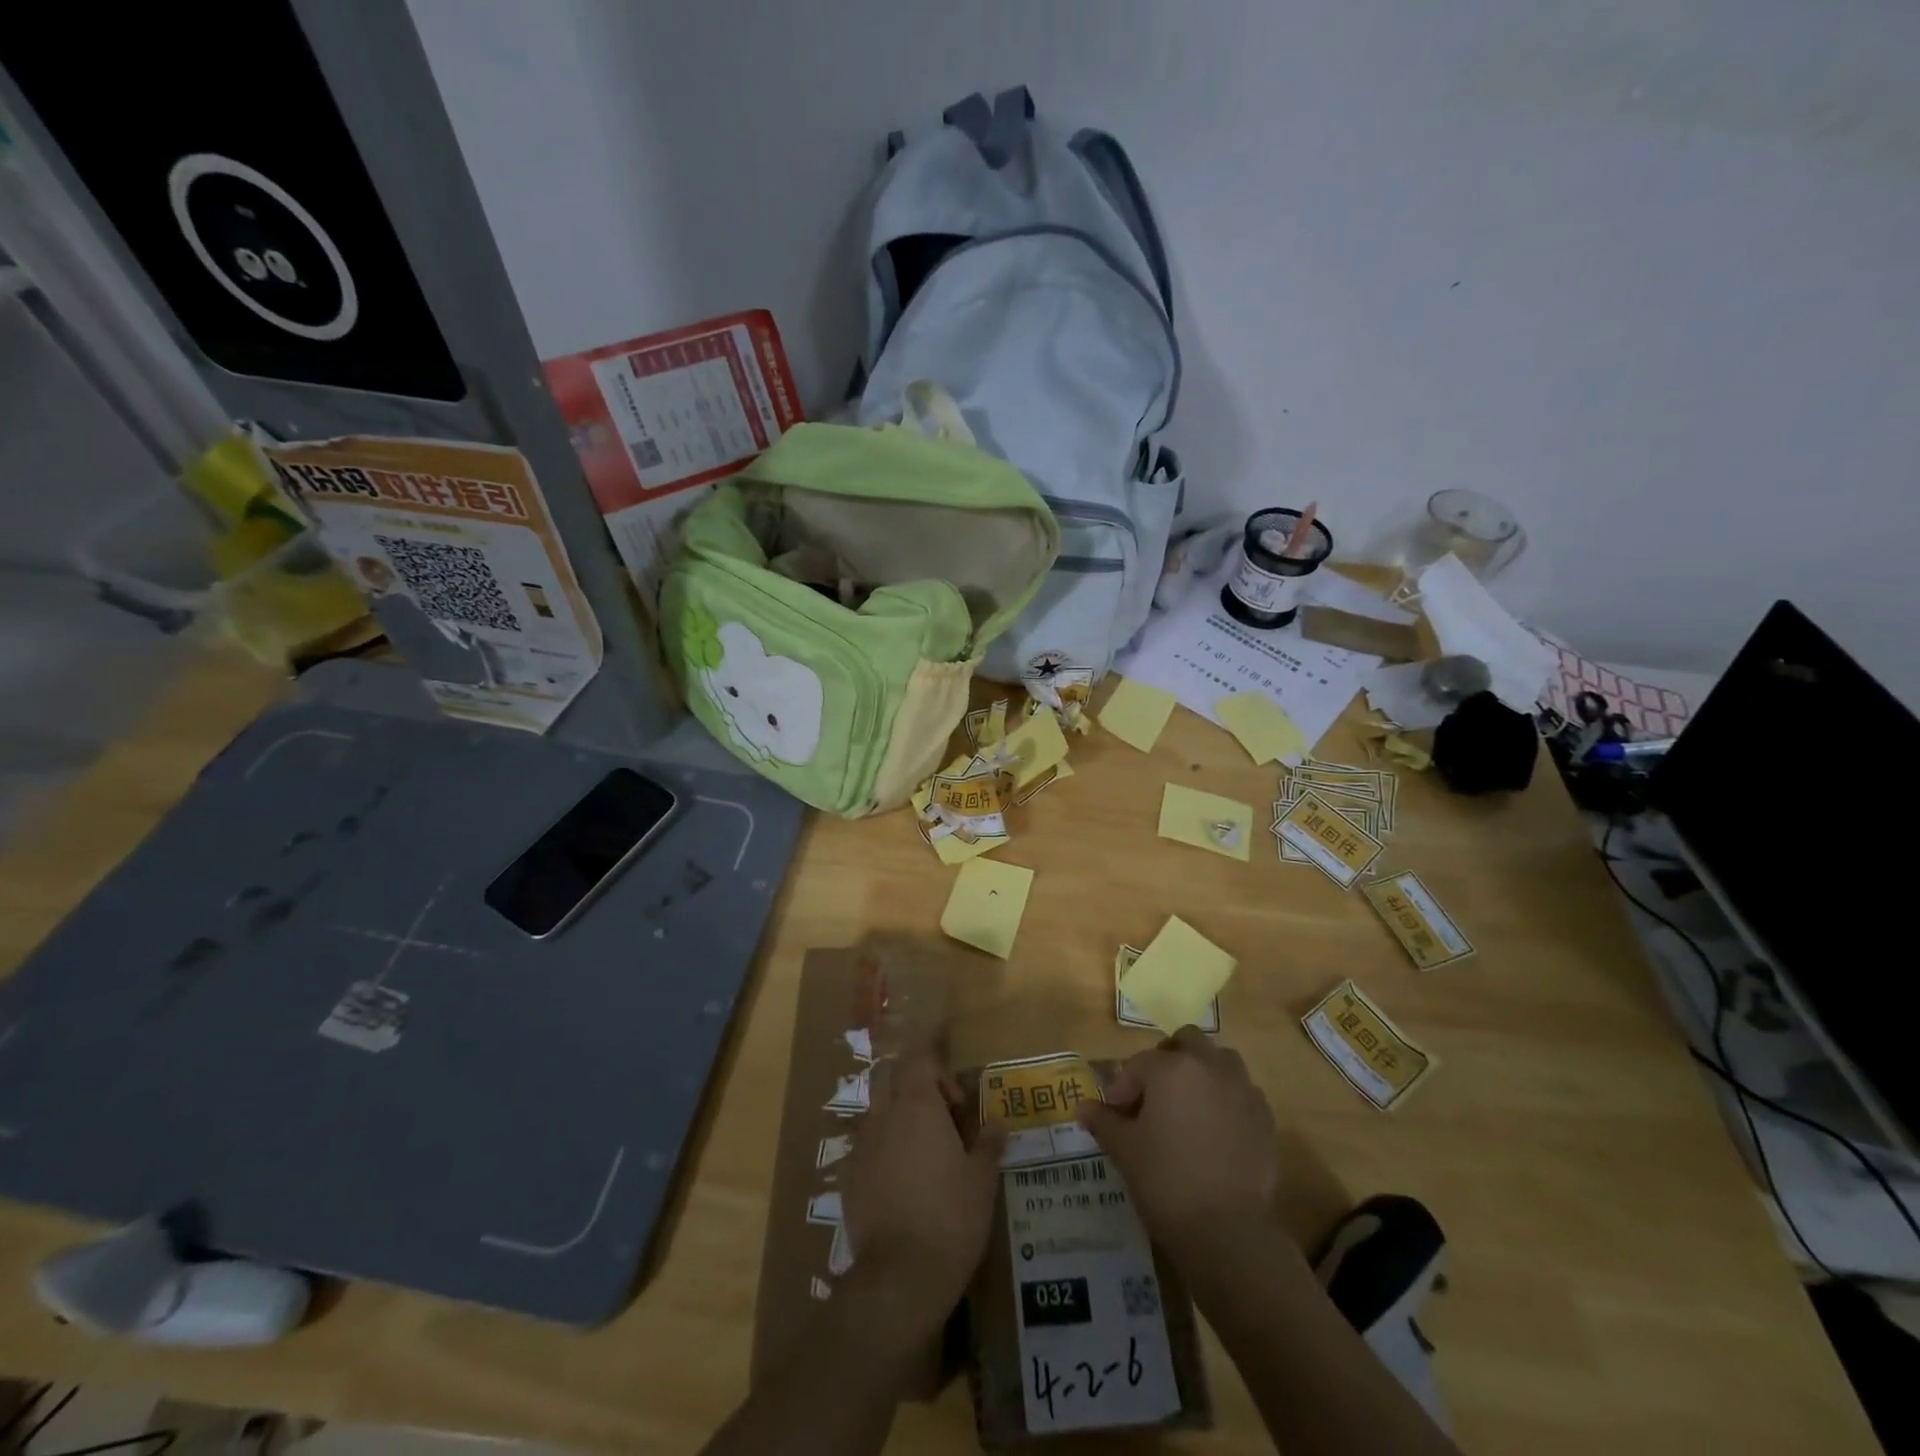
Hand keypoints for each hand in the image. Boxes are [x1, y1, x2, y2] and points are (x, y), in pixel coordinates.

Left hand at [841, 1050, 1005, 1340]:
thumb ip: (988, 1145)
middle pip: (890, 1076)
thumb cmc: (951, 1217)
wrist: (900, 1275)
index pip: (919, 1058)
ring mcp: (862, 1145)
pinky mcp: (848, 1176)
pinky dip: (883, 1150)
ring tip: (923, 1152)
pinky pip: (865, 1146)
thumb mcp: (982, 1181)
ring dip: (897, 1118)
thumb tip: (997, 1124)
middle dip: (913, 1084)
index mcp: (918, 1105)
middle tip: (940, 1116)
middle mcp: (884, 1115)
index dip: (937, 1066)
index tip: (957, 1099)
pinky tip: (901, 1182)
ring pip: (876, 1111)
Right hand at [1078, 1028, 1283, 1255]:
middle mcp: (1210, 1067)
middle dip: (1168, 1060)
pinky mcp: (1265, 1118)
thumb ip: (1104, 1121)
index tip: (1115, 1114)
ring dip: (1202, 1072)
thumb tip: (1084, 1108)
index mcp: (1172, 1068)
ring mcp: (1243, 1090)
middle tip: (1153, 1094)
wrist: (1227, 1231)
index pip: (1138, 1064)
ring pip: (1221, 1060)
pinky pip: (1243, 1092)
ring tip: (1187, 1106)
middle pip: (1187, 1042)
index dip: (1122, 1087)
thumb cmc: (1166, 1181)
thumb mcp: (1124, 1150)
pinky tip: (1215, 1131)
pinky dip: (1227, 1099)